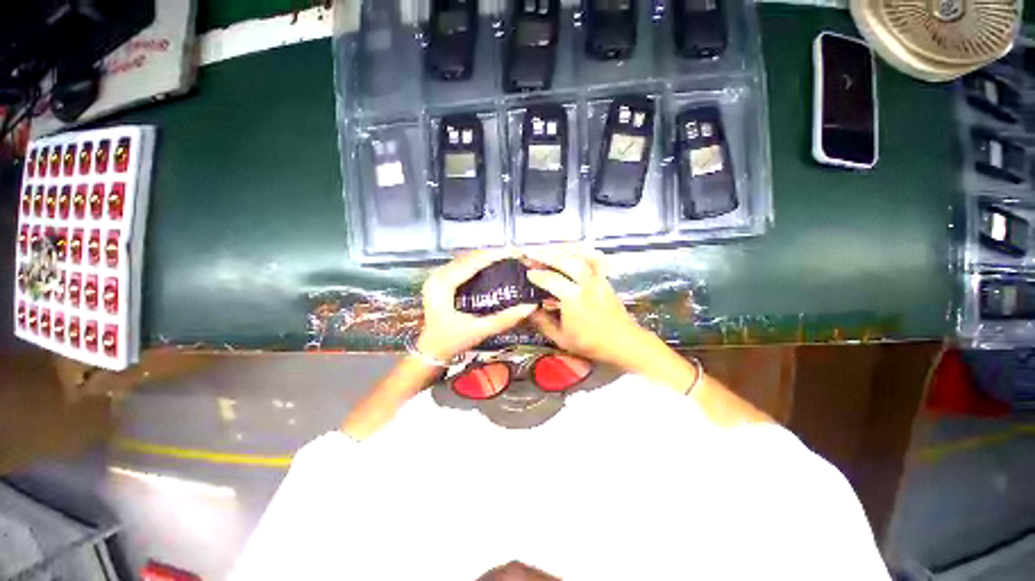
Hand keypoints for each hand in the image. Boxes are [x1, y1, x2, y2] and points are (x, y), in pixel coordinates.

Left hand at [416, 249, 536, 361]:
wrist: (431, 351)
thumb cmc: (452, 341)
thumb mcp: (479, 331)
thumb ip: (505, 319)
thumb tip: (529, 306)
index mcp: (442, 285)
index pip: (472, 262)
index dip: (495, 255)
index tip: (515, 252)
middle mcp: (437, 276)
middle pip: (468, 257)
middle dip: (492, 254)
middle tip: (514, 255)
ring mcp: (436, 277)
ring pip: (464, 259)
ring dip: (485, 257)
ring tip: (506, 258)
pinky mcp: (439, 281)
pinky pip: (461, 265)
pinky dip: (477, 263)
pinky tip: (490, 266)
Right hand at [524, 246, 647, 368]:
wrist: (622, 342)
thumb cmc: (590, 343)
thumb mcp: (561, 338)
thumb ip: (543, 323)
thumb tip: (529, 309)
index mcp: (573, 298)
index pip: (551, 280)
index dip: (537, 275)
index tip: (527, 273)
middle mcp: (585, 284)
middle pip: (565, 262)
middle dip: (547, 256)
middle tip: (533, 254)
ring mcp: (597, 279)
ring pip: (580, 258)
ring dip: (563, 252)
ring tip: (550, 251)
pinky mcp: (605, 280)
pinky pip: (594, 260)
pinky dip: (583, 253)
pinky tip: (574, 252)